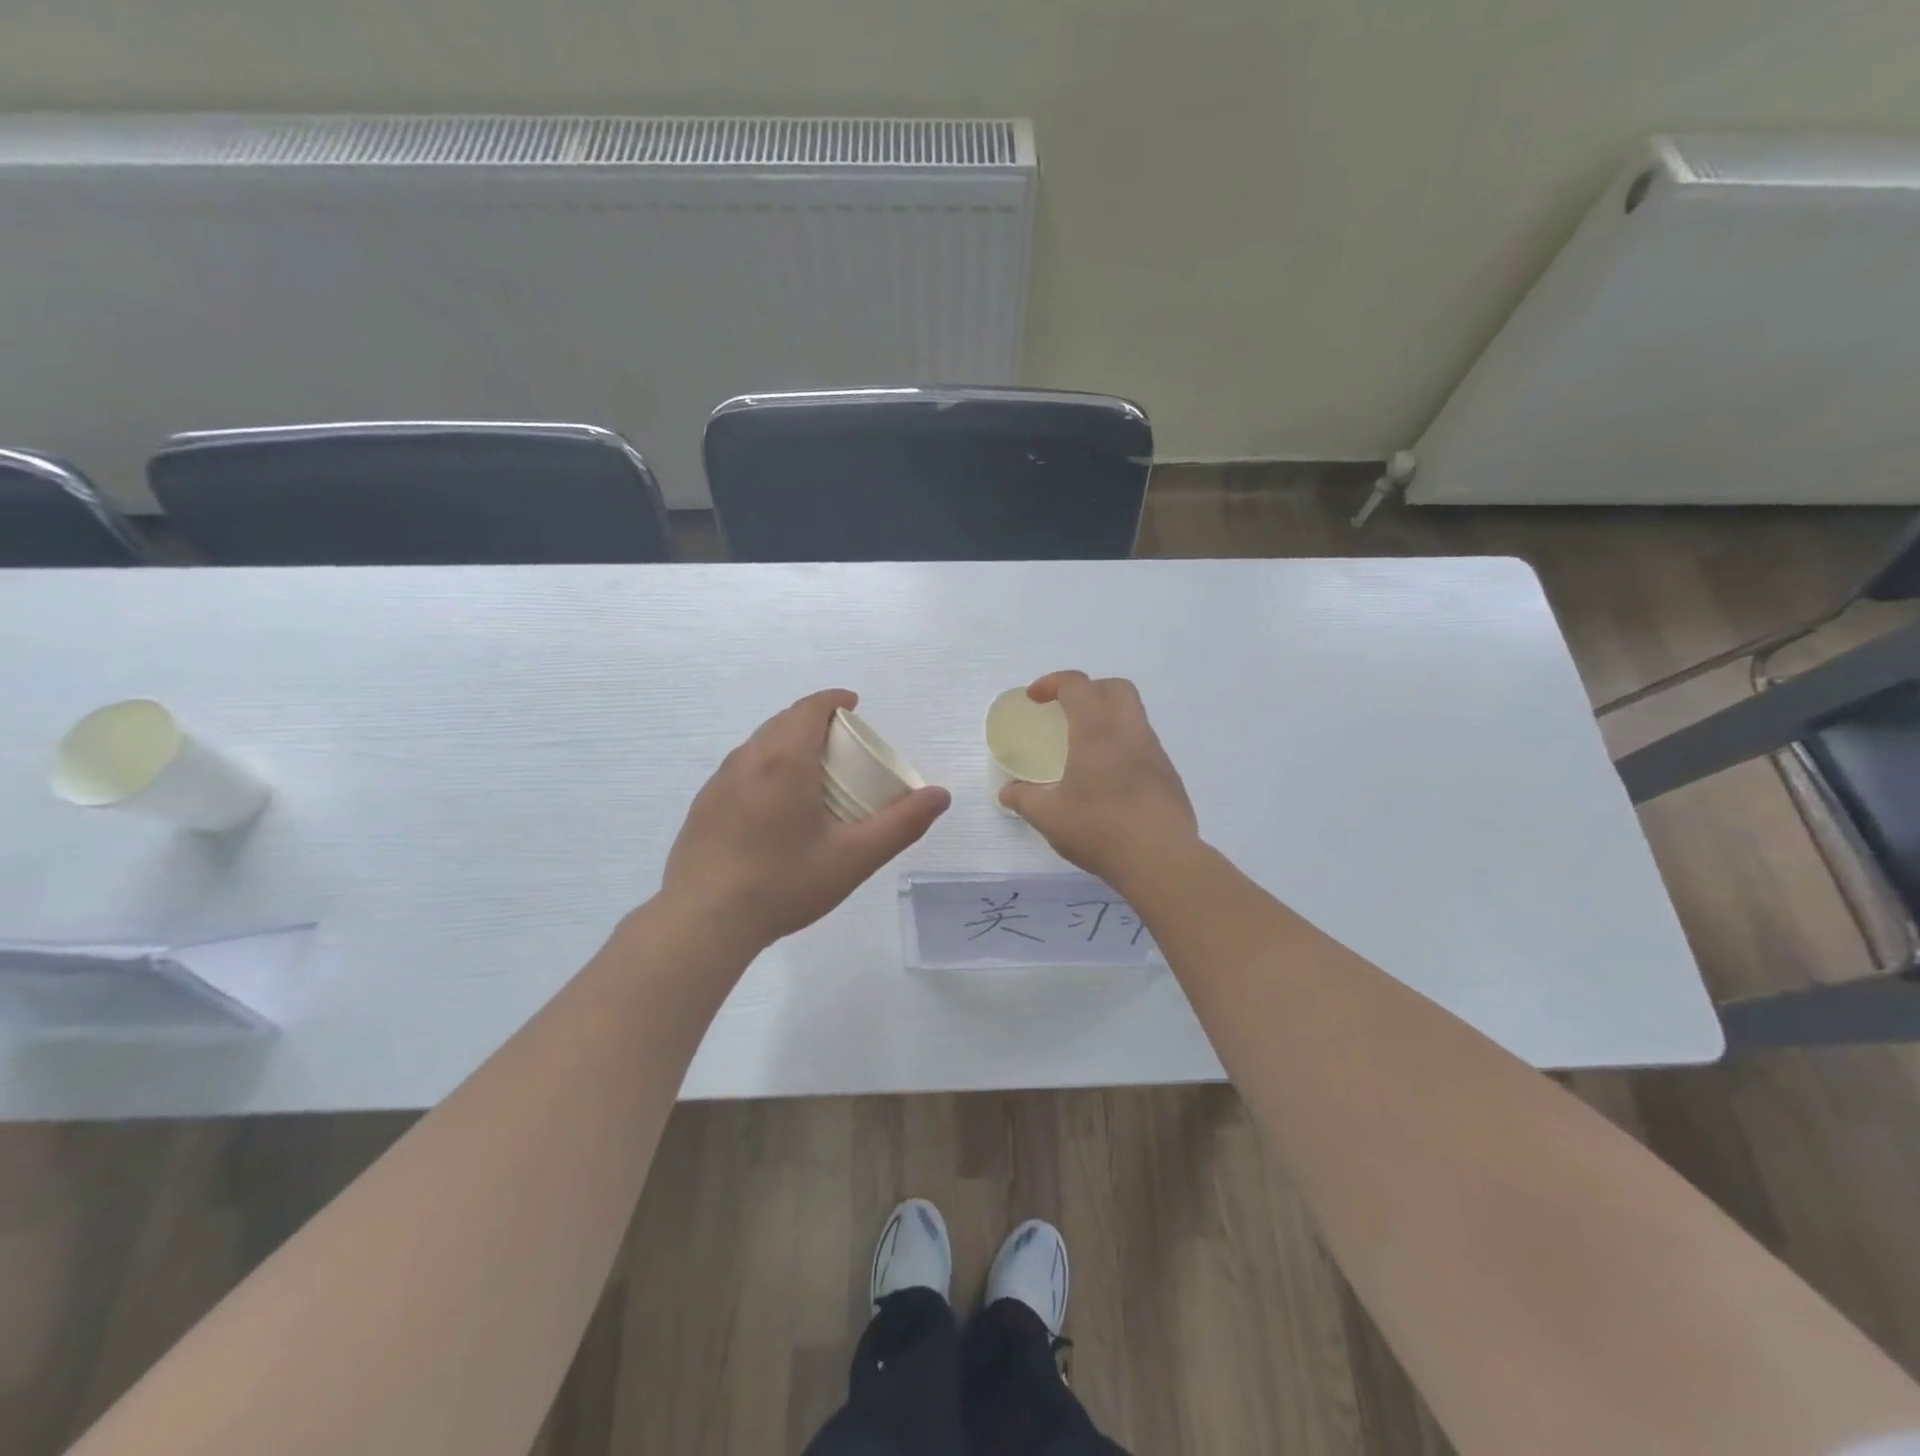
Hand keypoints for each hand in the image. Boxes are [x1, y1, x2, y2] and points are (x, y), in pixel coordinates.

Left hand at [661, 689, 950, 948]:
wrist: (703, 921)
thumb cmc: (784, 883)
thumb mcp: (854, 857)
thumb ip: (901, 824)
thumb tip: (940, 795)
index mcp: (785, 759)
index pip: (811, 707)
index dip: (835, 700)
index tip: (854, 706)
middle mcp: (748, 758)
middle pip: (784, 721)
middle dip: (815, 721)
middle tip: (843, 746)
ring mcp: (720, 781)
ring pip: (760, 744)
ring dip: (788, 743)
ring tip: (813, 774)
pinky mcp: (704, 805)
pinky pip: (742, 768)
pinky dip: (766, 767)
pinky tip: (775, 807)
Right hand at [999, 672, 1197, 889]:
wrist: (1161, 860)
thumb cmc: (1100, 829)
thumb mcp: (1049, 817)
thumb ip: (1024, 799)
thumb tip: (1009, 791)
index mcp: (1097, 732)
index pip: (1077, 686)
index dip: (1052, 683)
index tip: (1035, 699)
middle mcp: (1129, 732)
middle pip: (1115, 688)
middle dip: (1088, 689)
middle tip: (1067, 711)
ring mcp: (1154, 752)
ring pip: (1134, 715)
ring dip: (1108, 717)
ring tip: (1086, 748)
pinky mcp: (1169, 775)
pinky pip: (1143, 744)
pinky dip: (1123, 745)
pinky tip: (1110, 779)